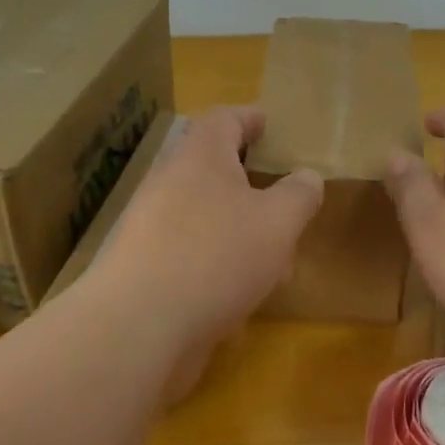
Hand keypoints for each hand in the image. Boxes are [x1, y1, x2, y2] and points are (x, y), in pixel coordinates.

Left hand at [93, 107, 321, 399]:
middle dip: (251, 186)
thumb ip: (299, 195)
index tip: (269, 123)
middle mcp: (169, 184)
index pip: (224, 119)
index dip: (249, 117)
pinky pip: (190, 257)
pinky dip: (218, 269)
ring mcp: (150, 229)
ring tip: (275, 264)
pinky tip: (240, 302)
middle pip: (213, 171)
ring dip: (239, 234)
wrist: (137, 327)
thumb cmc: (216, 256)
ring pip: (205, 219)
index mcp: (200, 158)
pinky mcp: (144, 271)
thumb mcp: (278, 222)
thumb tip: (307, 178)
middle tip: (282, 201)